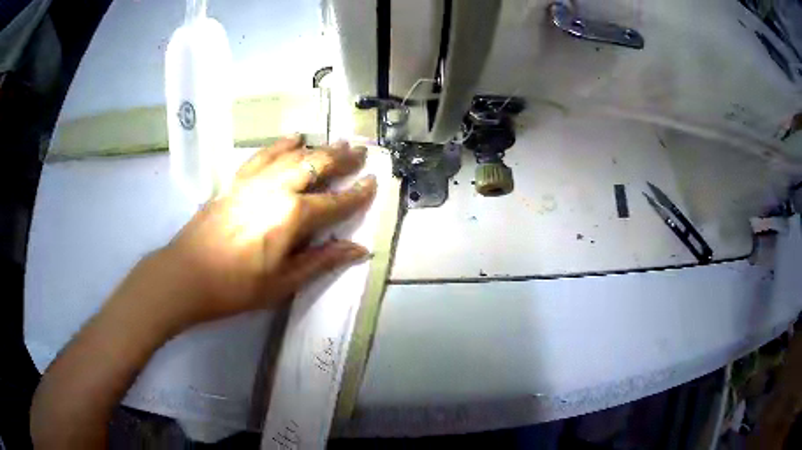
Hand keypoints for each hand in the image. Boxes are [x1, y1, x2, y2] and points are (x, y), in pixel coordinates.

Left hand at [130, 135, 376, 327]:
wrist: (186, 274)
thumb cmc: (236, 286)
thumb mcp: (283, 283)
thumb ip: (321, 261)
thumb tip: (358, 250)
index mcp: (292, 217)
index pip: (335, 202)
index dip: (357, 194)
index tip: (374, 182)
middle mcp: (277, 190)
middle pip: (315, 166)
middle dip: (341, 159)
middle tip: (360, 151)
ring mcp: (254, 181)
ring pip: (292, 156)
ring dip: (317, 148)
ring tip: (335, 141)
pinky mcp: (236, 181)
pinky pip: (263, 155)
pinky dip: (281, 145)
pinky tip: (292, 138)